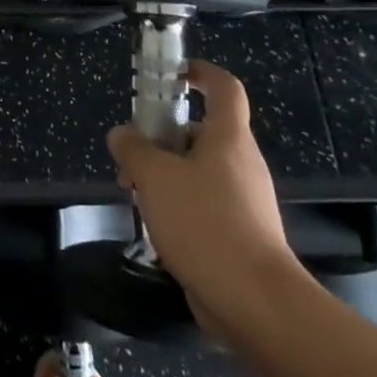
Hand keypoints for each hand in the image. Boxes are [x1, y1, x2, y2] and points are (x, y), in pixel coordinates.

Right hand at [107, 60, 306, 334]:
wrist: (254, 303)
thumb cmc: (205, 223)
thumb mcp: (154, 176)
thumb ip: (133, 149)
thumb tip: (122, 135)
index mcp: (229, 138)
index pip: (225, 88)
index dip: (201, 73)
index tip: (173, 74)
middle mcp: (242, 163)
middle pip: (202, 133)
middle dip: (164, 139)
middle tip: (132, 156)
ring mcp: (245, 201)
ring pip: (200, 172)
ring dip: (166, 176)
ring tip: (136, 196)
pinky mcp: (242, 235)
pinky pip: (206, 205)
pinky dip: (180, 207)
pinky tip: (158, 229)